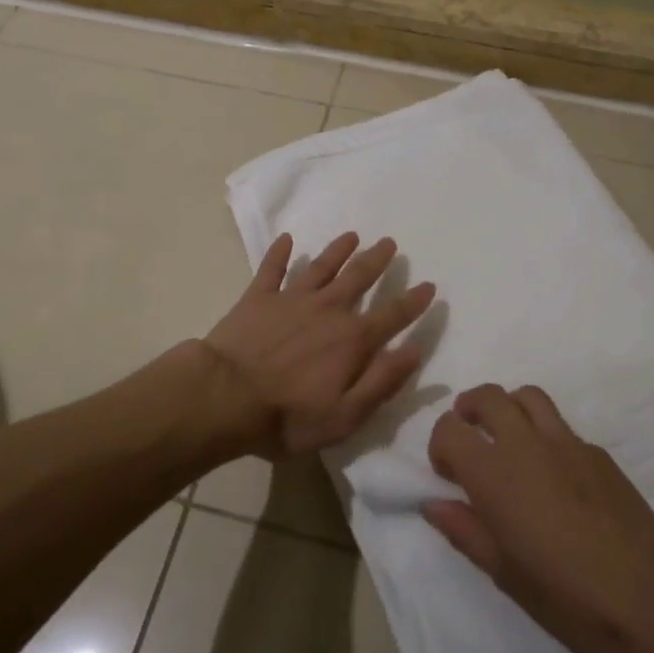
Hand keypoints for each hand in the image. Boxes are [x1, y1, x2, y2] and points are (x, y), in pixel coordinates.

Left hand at [202, 232, 436, 458]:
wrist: (225, 397)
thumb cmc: (288, 417)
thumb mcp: (345, 416)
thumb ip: (382, 381)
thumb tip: (414, 350)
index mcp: (351, 340)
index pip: (392, 316)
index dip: (413, 302)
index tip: (428, 285)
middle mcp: (327, 309)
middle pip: (358, 278)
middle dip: (376, 260)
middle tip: (389, 242)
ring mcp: (291, 299)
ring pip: (321, 267)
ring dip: (338, 250)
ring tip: (351, 235)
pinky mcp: (258, 297)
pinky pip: (272, 269)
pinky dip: (279, 253)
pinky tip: (286, 238)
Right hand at [425, 384, 653, 652]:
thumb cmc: (569, 599)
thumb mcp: (505, 574)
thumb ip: (465, 530)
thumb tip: (432, 504)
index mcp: (494, 474)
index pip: (449, 428)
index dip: (440, 446)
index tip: (448, 474)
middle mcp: (526, 444)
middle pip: (488, 396)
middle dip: (470, 409)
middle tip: (471, 439)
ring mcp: (567, 442)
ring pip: (527, 396)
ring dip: (509, 408)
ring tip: (509, 441)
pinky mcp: (599, 452)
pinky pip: (561, 426)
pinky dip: (545, 434)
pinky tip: (556, 477)